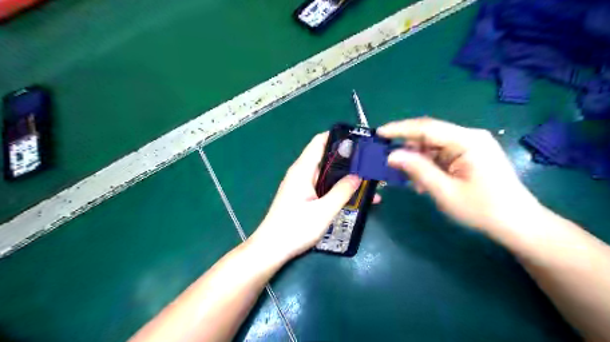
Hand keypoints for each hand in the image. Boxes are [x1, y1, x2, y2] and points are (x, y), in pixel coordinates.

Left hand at [250, 133, 363, 260]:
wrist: (271, 249)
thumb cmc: (295, 228)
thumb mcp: (323, 211)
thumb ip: (342, 191)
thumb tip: (358, 175)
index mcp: (302, 170)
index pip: (319, 142)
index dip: (338, 137)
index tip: (359, 141)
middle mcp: (301, 173)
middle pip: (326, 158)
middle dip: (348, 160)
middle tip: (370, 164)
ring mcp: (301, 185)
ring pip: (326, 174)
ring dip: (345, 177)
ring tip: (369, 182)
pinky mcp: (302, 197)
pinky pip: (323, 187)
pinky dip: (337, 189)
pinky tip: (354, 198)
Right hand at [377, 118, 543, 234]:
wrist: (518, 224)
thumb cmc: (483, 209)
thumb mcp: (444, 191)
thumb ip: (417, 170)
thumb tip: (391, 155)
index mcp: (467, 141)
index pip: (427, 127)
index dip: (400, 129)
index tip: (378, 133)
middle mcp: (468, 137)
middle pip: (429, 136)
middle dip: (407, 148)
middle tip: (387, 162)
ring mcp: (470, 146)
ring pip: (432, 147)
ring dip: (417, 161)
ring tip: (408, 179)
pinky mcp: (468, 156)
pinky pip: (440, 156)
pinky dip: (428, 167)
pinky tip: (423, 182)